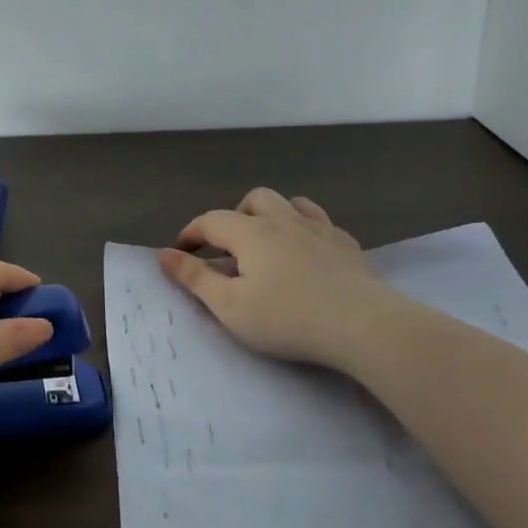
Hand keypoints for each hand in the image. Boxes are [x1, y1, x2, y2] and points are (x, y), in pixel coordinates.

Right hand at [156, 188, 410, 374]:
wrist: (365, 326)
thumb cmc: (288, 318)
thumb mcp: (229, 306)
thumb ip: (194, 278)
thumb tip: (163, 253)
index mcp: (250, 232)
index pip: (210, 221)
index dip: (190, 234)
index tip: (180, 253)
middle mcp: (283, 220)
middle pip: (253, 200)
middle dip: (234, 217)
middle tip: (228, 248)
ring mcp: (319, 229)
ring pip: (290, 203)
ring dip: (272, 215)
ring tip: (267, 241)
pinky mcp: (347, 245)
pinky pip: (321, 221)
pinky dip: (305, 227)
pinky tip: (307, 249)